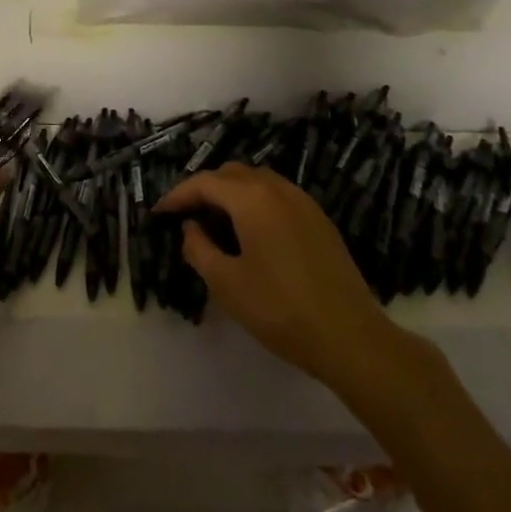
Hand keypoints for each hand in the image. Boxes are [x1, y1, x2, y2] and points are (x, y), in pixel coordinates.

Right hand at [156, 164, 422, 398]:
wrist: (351, 338)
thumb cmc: (281, 310)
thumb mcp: (227, 284)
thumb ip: (199, 249)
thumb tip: (190, 228)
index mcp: (252, 199)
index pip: (205, 182)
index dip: (178, 195)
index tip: (159, 213)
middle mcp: (278, 189)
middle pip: (231, 174)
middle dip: (205, 189)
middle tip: (187, 217)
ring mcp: (303, 202)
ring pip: (257, 181)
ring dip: (231, 193)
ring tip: (216, 223)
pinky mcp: (319, 220)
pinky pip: (278, 195)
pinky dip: (255, 202)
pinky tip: (251, 233)